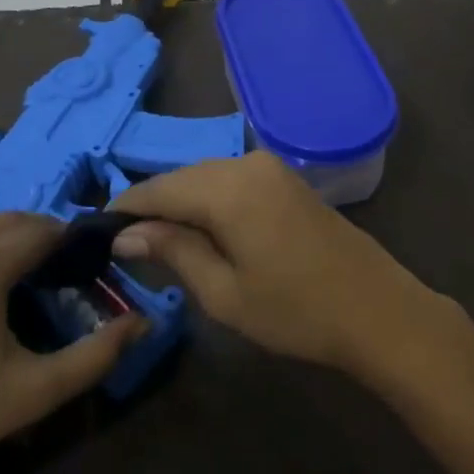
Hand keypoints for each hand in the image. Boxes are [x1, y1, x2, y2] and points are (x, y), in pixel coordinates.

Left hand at [0, 212, 147, 473]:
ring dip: (8, 243)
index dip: (72, 240)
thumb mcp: (34, 392)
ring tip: (25, 286)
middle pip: (12, 221)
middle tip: (62, 276)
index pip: (44, 229)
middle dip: (42, 237)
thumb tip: (144, 323)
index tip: (89, 264)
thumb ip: (97, 355)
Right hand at [109, 151, 445, 374]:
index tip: (96, 231)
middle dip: (153, 207)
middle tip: (125, 245)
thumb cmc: (296, 311)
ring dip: (182, 204)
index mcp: (227, 187)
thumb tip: (126, 234)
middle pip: (182, 178)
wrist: (377, 310)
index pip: (158, 189)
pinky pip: (232, 180)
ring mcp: (271, 167)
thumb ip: (173, 252)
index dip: (125, 208)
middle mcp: (246, 162)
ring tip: (160, 243)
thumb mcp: (225, 292)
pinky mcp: (286, 178)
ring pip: (207, 177)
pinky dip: (210, 201)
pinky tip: (203, 231)